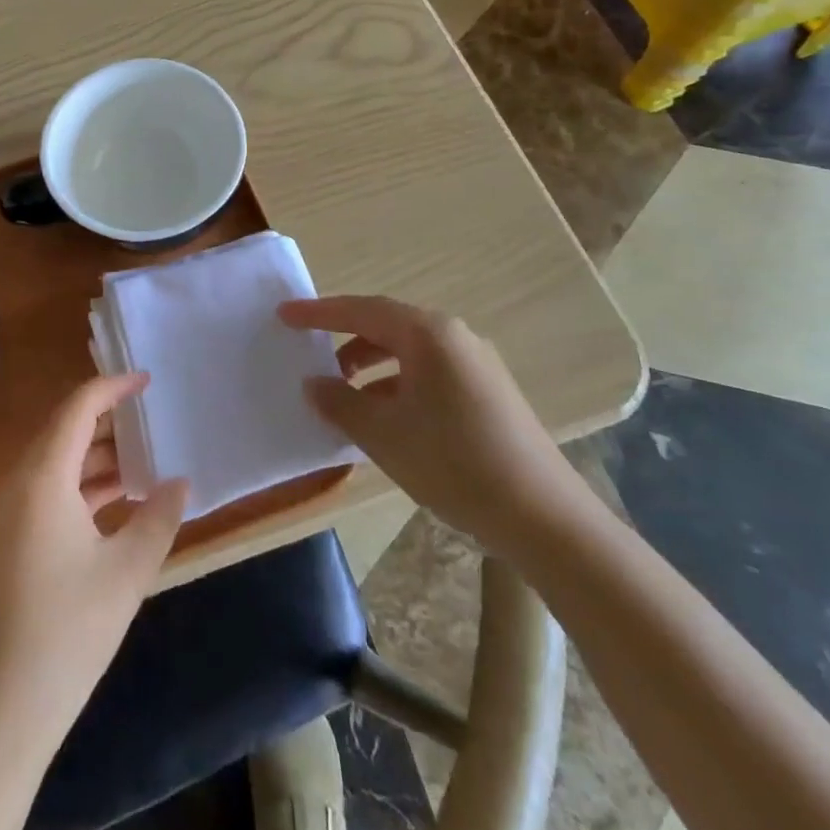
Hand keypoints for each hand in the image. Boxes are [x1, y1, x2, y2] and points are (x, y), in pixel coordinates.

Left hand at [0, 374, 189, 760]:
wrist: (3, 710)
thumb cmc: (69, 630)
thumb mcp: (127, 571)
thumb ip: (159, 517)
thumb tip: (179, 481)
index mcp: (43, 477)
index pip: (78, 408)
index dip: (112, 387)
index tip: (147, 381)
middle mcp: (20, 484)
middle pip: (65, 430)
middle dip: (109, 421)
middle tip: (153, 419)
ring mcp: (11, 514)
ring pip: (59, 462)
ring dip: (99, 456)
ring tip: (145, 458)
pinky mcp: (12, 541)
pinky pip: (51, 491)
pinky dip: (85, 486)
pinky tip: (120, 501)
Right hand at [281, 295, 583, 552]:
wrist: (544, 518)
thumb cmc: (454, 463)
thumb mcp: (383, 434)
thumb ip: (340, 402)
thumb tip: (314, 383)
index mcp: (428, 334)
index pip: (361, 310)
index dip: (318, 313)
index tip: (284, 314)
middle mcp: (454, 337)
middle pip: (386, 326)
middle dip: (345, 340)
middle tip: (311, 354)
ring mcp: (477, 364)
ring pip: (409, 352)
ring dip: (372, 367)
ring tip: (344, 395)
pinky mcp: (489, 392)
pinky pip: (430, 373)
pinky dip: (398, 385)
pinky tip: (385, 417)